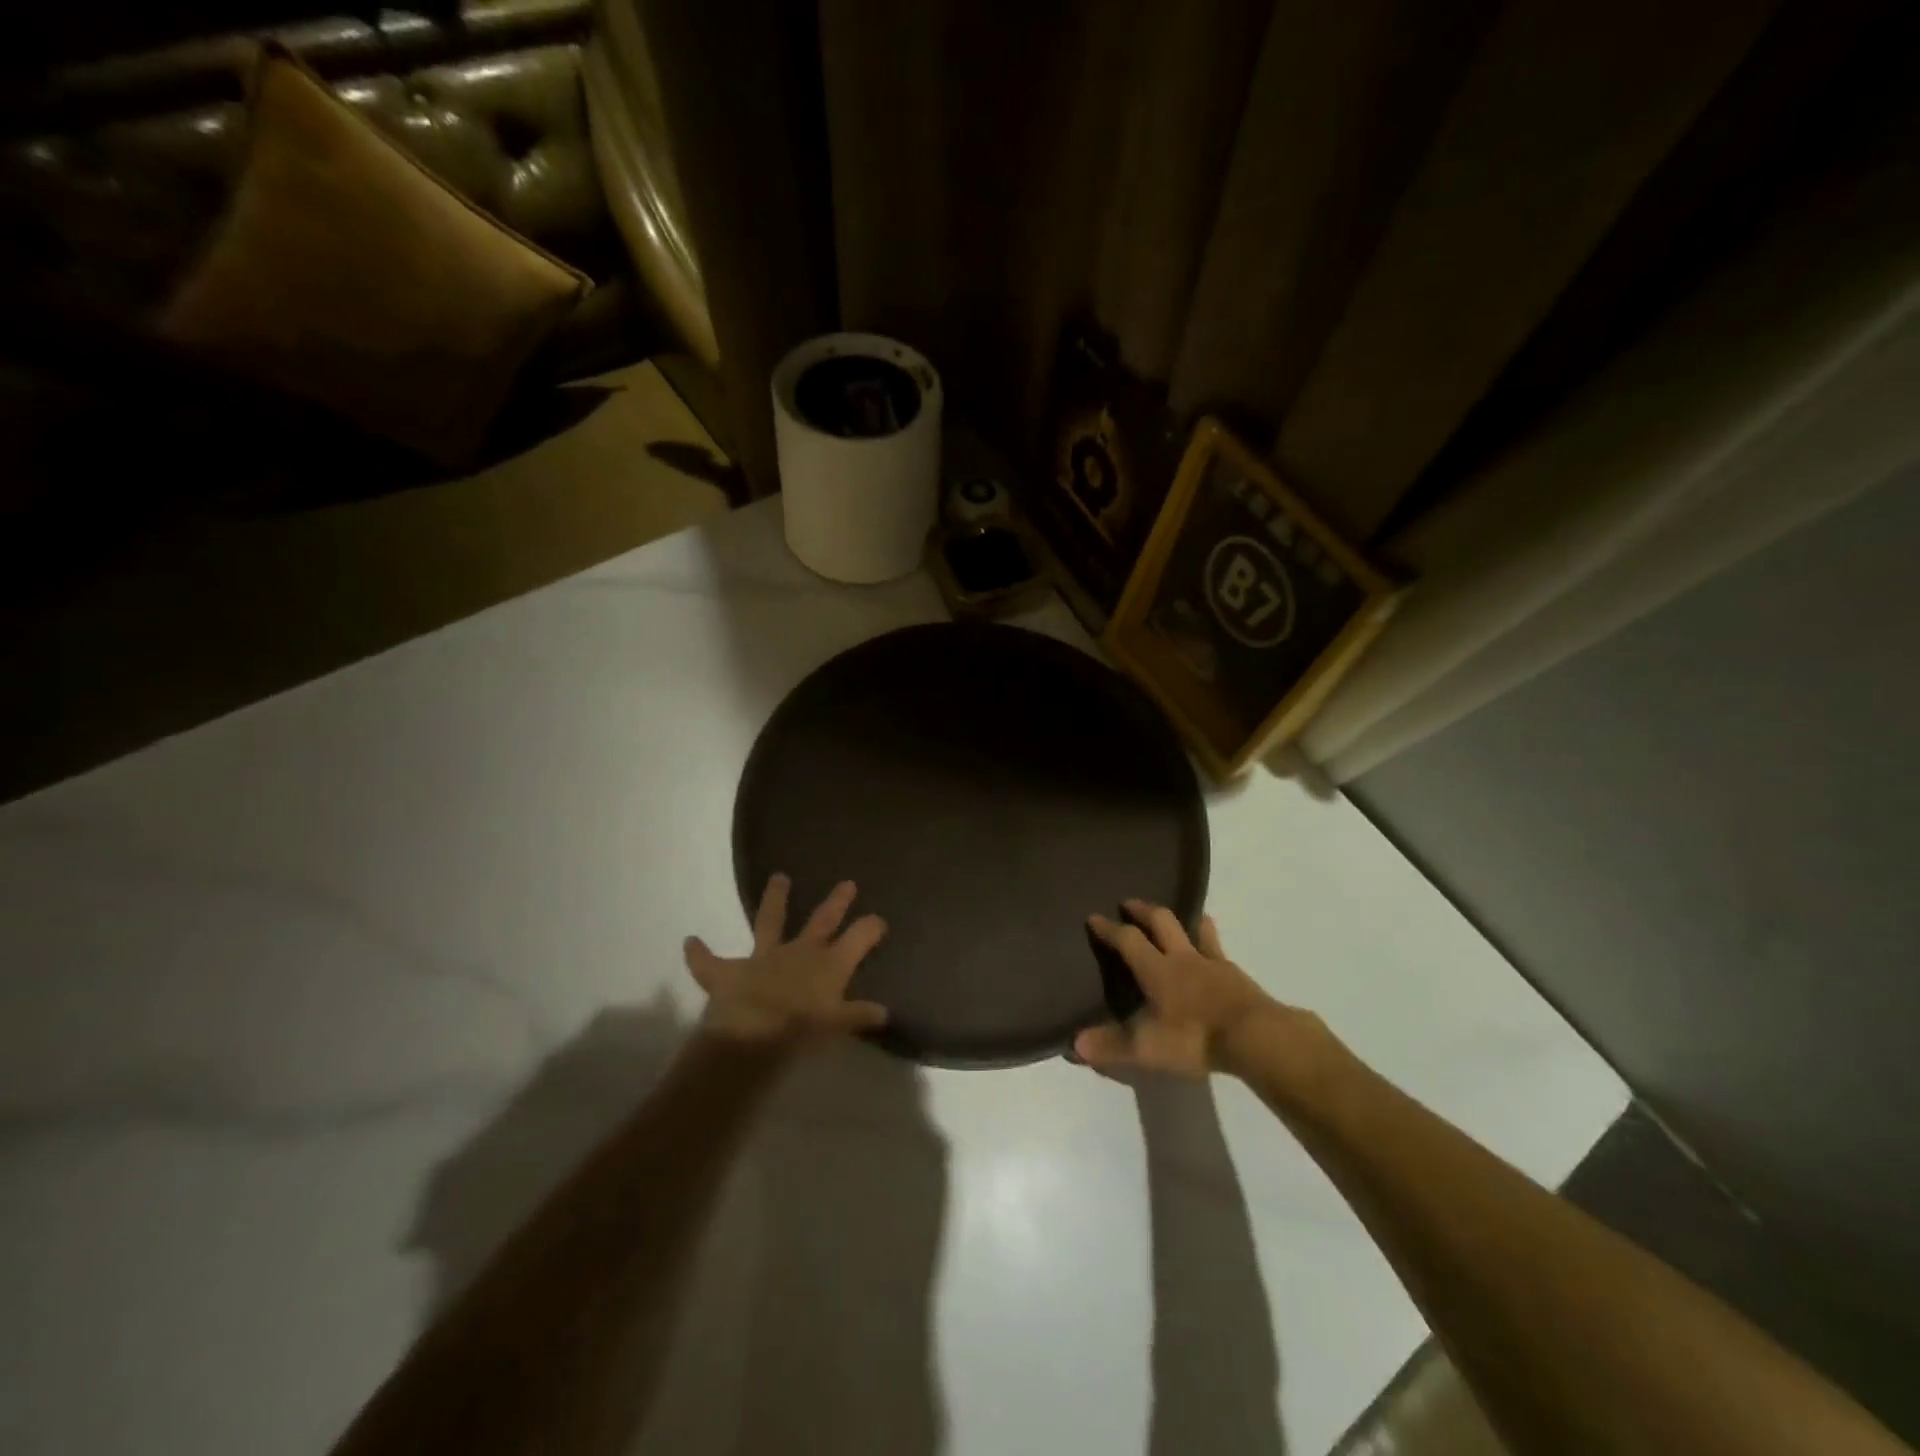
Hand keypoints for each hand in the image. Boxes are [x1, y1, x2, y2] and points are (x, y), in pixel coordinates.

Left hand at [685, 875, 889, 1044]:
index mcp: (829, 964)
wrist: (751, 1038)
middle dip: (836, 902)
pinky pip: (709, 962)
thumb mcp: (836, 1026)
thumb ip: (858, 1015)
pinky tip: (690, 942)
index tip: (879, 921)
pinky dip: (699, 953)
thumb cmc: (801, 1031)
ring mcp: (763, 958)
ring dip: (775, 899)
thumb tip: (884, 1012)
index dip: (871, 927)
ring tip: (778, 877)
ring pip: (770, 921)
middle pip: (822, 920)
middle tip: (847, 883)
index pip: (859, 936)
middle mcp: (799, 952)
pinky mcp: (729, 973)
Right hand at [1074, 900, 1283, 1077]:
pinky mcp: (1238, 976)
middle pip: (1161, 922)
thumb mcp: (1147, 1048)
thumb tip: (1074, 1044)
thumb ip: (1111, 1045)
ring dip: (1184, 919)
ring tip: (1179, 916)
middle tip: (1130, 903)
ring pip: (1196, 929)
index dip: (1109, 928)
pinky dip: (1210, 942)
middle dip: (1143, 910)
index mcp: (1157, 969)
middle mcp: (1183, 957)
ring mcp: (1214, 963)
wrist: (1255, 1038)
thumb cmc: (1195, 1037)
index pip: (1128, 940)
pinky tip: (1212, 952)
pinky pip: (1219, 950)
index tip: (1094, 917)